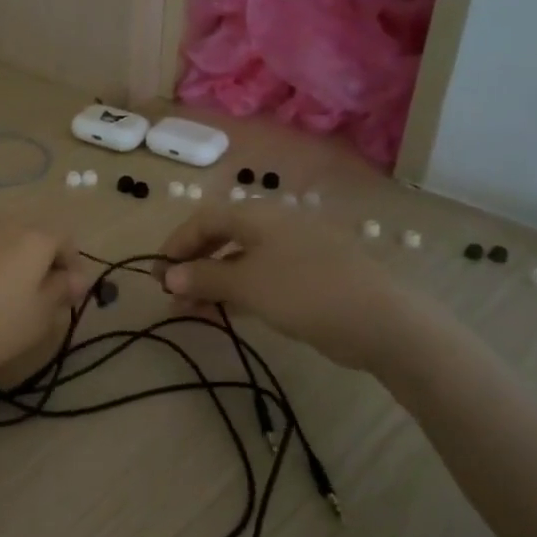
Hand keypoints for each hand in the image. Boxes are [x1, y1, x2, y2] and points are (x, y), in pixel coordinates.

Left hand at [0, 217, 85, 390]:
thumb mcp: (39, 316)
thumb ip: (62, 291)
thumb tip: (77, 277)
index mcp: (34, 237)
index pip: (67, 241)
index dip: (73, 267)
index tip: (70, 298)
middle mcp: (3, 224)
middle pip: (34, 239)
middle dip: (43, 265)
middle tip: (40, 302)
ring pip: (4, 244)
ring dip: (12, 266)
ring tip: (5, 303)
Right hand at [158, 203, 441, 375]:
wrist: (379, 321)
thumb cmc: (304, 291)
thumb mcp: (246, 284)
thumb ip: (203, 278)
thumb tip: (168, 277)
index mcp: (258, 215)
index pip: (205, 219)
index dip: (177, 243)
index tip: (157, 272)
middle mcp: (273, 227)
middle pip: (221, 239)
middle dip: (192, 265)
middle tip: (170, 293)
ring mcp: (292, 253)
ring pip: (239, 262)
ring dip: (210, 283)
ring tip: (188, 311)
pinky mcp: (306, 279)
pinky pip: (259, 279)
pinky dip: (236, 292)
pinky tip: (221, 313)